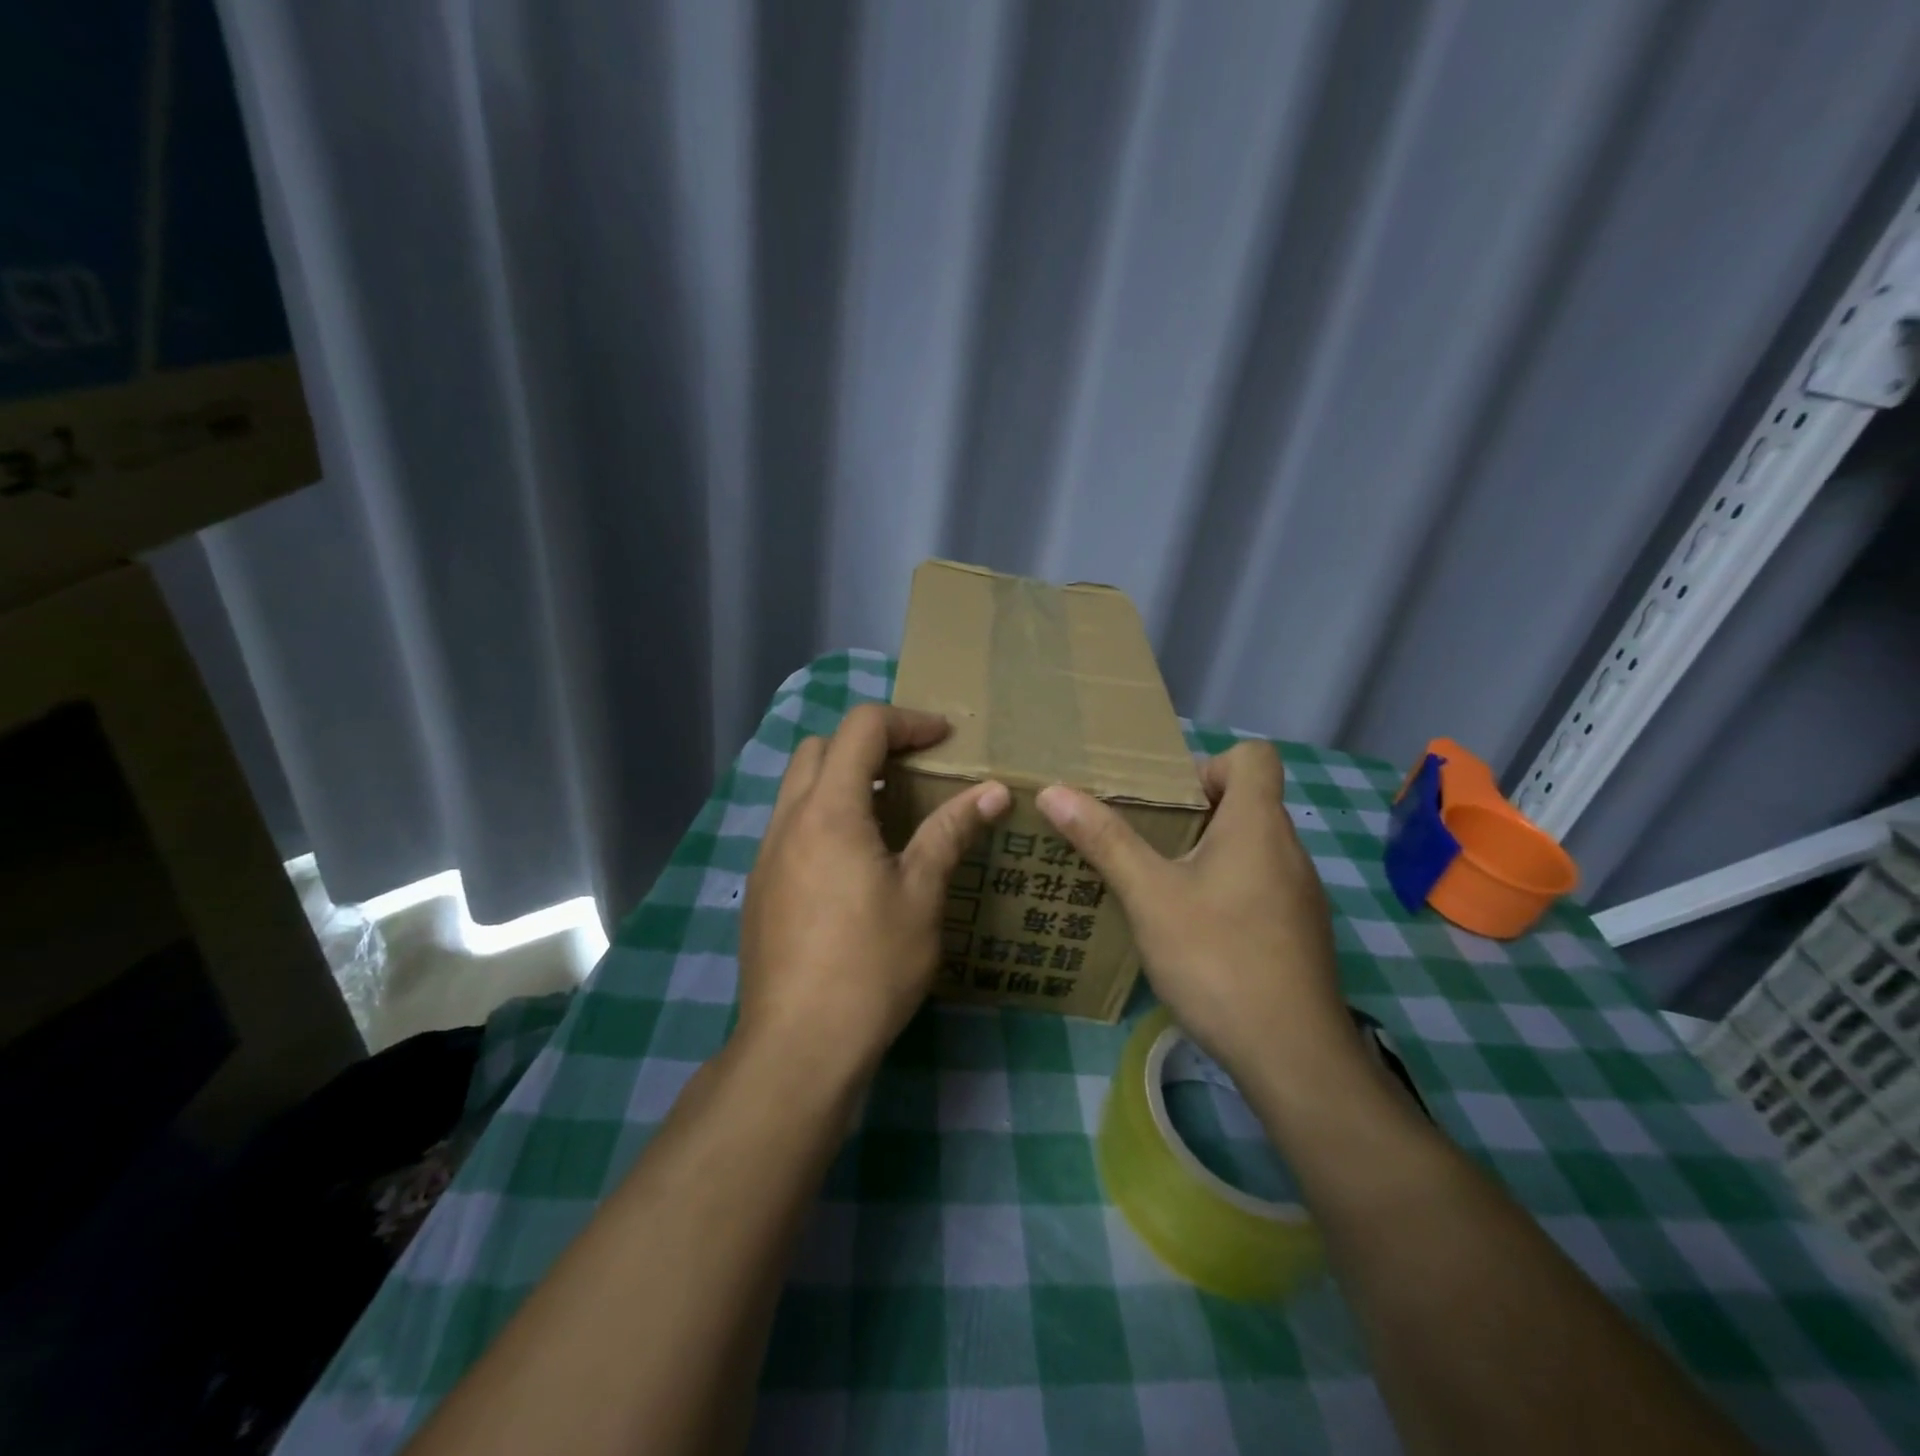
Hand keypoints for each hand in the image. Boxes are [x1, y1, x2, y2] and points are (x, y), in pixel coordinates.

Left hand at [737, 704, 1010, 1080]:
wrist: (799, 1046)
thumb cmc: (870, 965)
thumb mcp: (922, 895)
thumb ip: (951, 832)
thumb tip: (993, 790)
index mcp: (829, 810)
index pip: (861, 728)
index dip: (908, 721)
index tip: (945, 739)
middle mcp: (788, 820)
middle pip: (819, 747)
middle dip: (867, 743)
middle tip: (913, 769)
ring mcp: (766, 854)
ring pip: (798, 786)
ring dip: (841, 778)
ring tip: (888, 810)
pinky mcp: (761, 887)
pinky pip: (790, 825)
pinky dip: (824, 815)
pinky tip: (855, 860)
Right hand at [1036, 741, 1353, 1086]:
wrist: (1293, 1057)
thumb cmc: (1218, 958)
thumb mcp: (1149, 896)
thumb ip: (1104, 841)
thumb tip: (1054, 792)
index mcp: (1257, 825)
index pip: (1254, 757)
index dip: (1209, 765)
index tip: (1169, 802)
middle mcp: (1288, 850)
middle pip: (1246, 802)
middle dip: (1192, 815)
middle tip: (1145, 843)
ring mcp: (1300, 895)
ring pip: (1251, 849)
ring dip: (1206, 855)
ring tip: (1159, 887)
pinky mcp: (1299, 933)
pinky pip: (1260, 887)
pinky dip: (1226, 891)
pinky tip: (1193, 933)